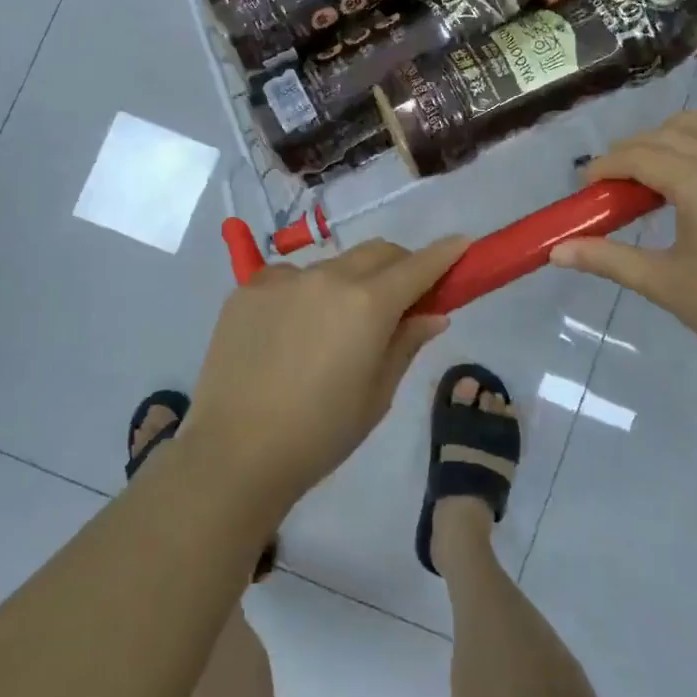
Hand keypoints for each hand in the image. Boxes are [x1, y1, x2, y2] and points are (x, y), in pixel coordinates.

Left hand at [185, 235, 468, 511]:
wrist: (235, 452)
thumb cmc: (320, 434)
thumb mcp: (377, 395)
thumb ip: (406, 344)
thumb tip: (433, 314)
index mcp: (367, 304)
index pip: (417, 266)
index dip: (444, 254)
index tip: (461, 244)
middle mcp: (327, 277)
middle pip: (376, 252)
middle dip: (398, 265)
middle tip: (402, 296)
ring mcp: (283, 278)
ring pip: (331, 265)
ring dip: (348, 282)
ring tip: (334, 327)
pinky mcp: (247, 287)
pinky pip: (289, 277)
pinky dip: (303, 292)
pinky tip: (290, 330)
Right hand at [549, 96, 696, 389]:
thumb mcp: (666, 286)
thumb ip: (609, 260)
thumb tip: (557, 251)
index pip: (639, 158)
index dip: (606, 166)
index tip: (588, 184)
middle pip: (672, 135)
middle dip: (636, 149)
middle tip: (620, 178)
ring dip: (683, 129)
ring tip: (665, 151)